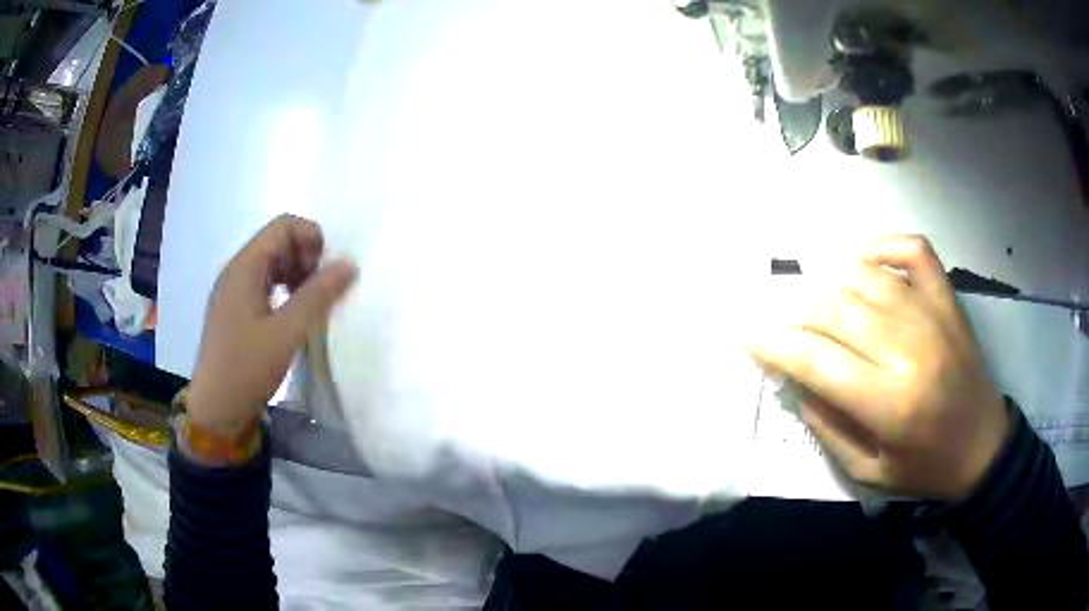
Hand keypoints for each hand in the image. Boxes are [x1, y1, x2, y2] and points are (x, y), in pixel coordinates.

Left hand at [187, 215, 356, 435]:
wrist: (216, 410)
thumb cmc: (247, 368)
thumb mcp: (287, 332)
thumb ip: (318, 295)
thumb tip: (349, 264)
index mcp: (244, 267)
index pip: (283, 226)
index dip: (311, 238)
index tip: (329, 270)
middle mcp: (236, 271)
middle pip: (277, 242)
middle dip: (306, 257)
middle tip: (324, 290)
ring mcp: (233, 291)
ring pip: (271, 264)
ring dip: (297, 275)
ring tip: (312, 304)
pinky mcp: (235, 311)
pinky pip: (263, 285)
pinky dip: (284, 291)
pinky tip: (294, 316)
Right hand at [748, 235, 1008, 499]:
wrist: (983, 446)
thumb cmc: (925, 467)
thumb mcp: (869, 472)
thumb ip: (829, 428)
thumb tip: (797, 382)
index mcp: (890, 403)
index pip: (819, 361)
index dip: (778, 346)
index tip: (752, 338)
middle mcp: (910, 350)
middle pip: (837, 311)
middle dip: (797, 314)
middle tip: (784, 323)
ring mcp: (933, 315)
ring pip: (867, 277)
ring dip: (831, 283)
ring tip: (819, 301)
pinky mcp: (948, 299)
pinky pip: (914, 250)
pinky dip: (884, 246)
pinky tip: (867, 262)